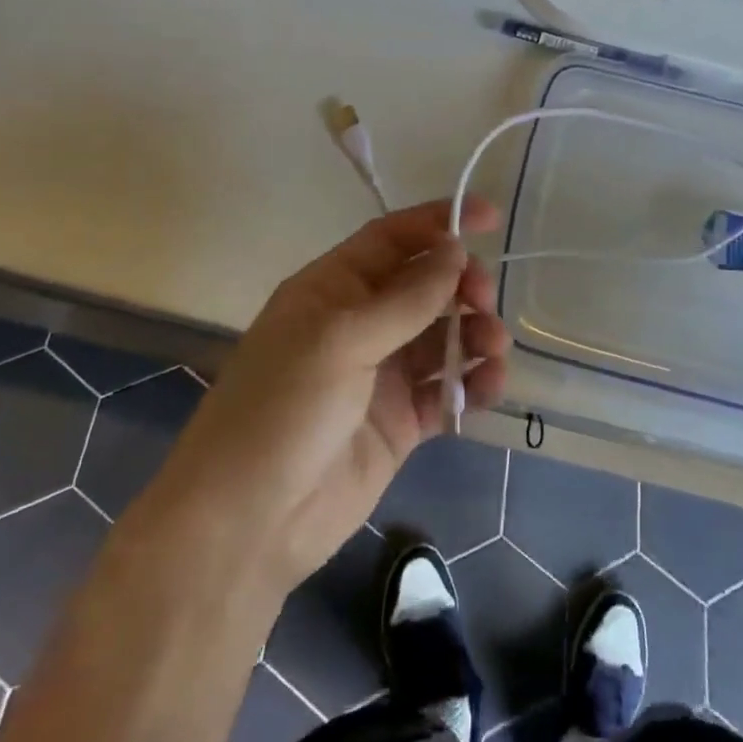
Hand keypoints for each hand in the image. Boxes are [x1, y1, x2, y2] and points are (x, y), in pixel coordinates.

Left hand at [135, 198, 510, 597]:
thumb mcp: (340, 341)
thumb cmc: (282, 410)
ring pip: (444, 336)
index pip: (392, 238)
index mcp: (334, 289)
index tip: (489, 216)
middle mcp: (360, 323)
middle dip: (462, 284)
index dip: (438, 221)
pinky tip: (489, 386)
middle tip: (484, 299)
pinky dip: (473, 383)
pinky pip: (447, 388)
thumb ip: (405, 299)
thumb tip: (454, 252)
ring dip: (476, 333)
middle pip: (425, 285)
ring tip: (494, 348)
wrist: (248, 525)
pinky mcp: (402, 421)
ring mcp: (382, 373)